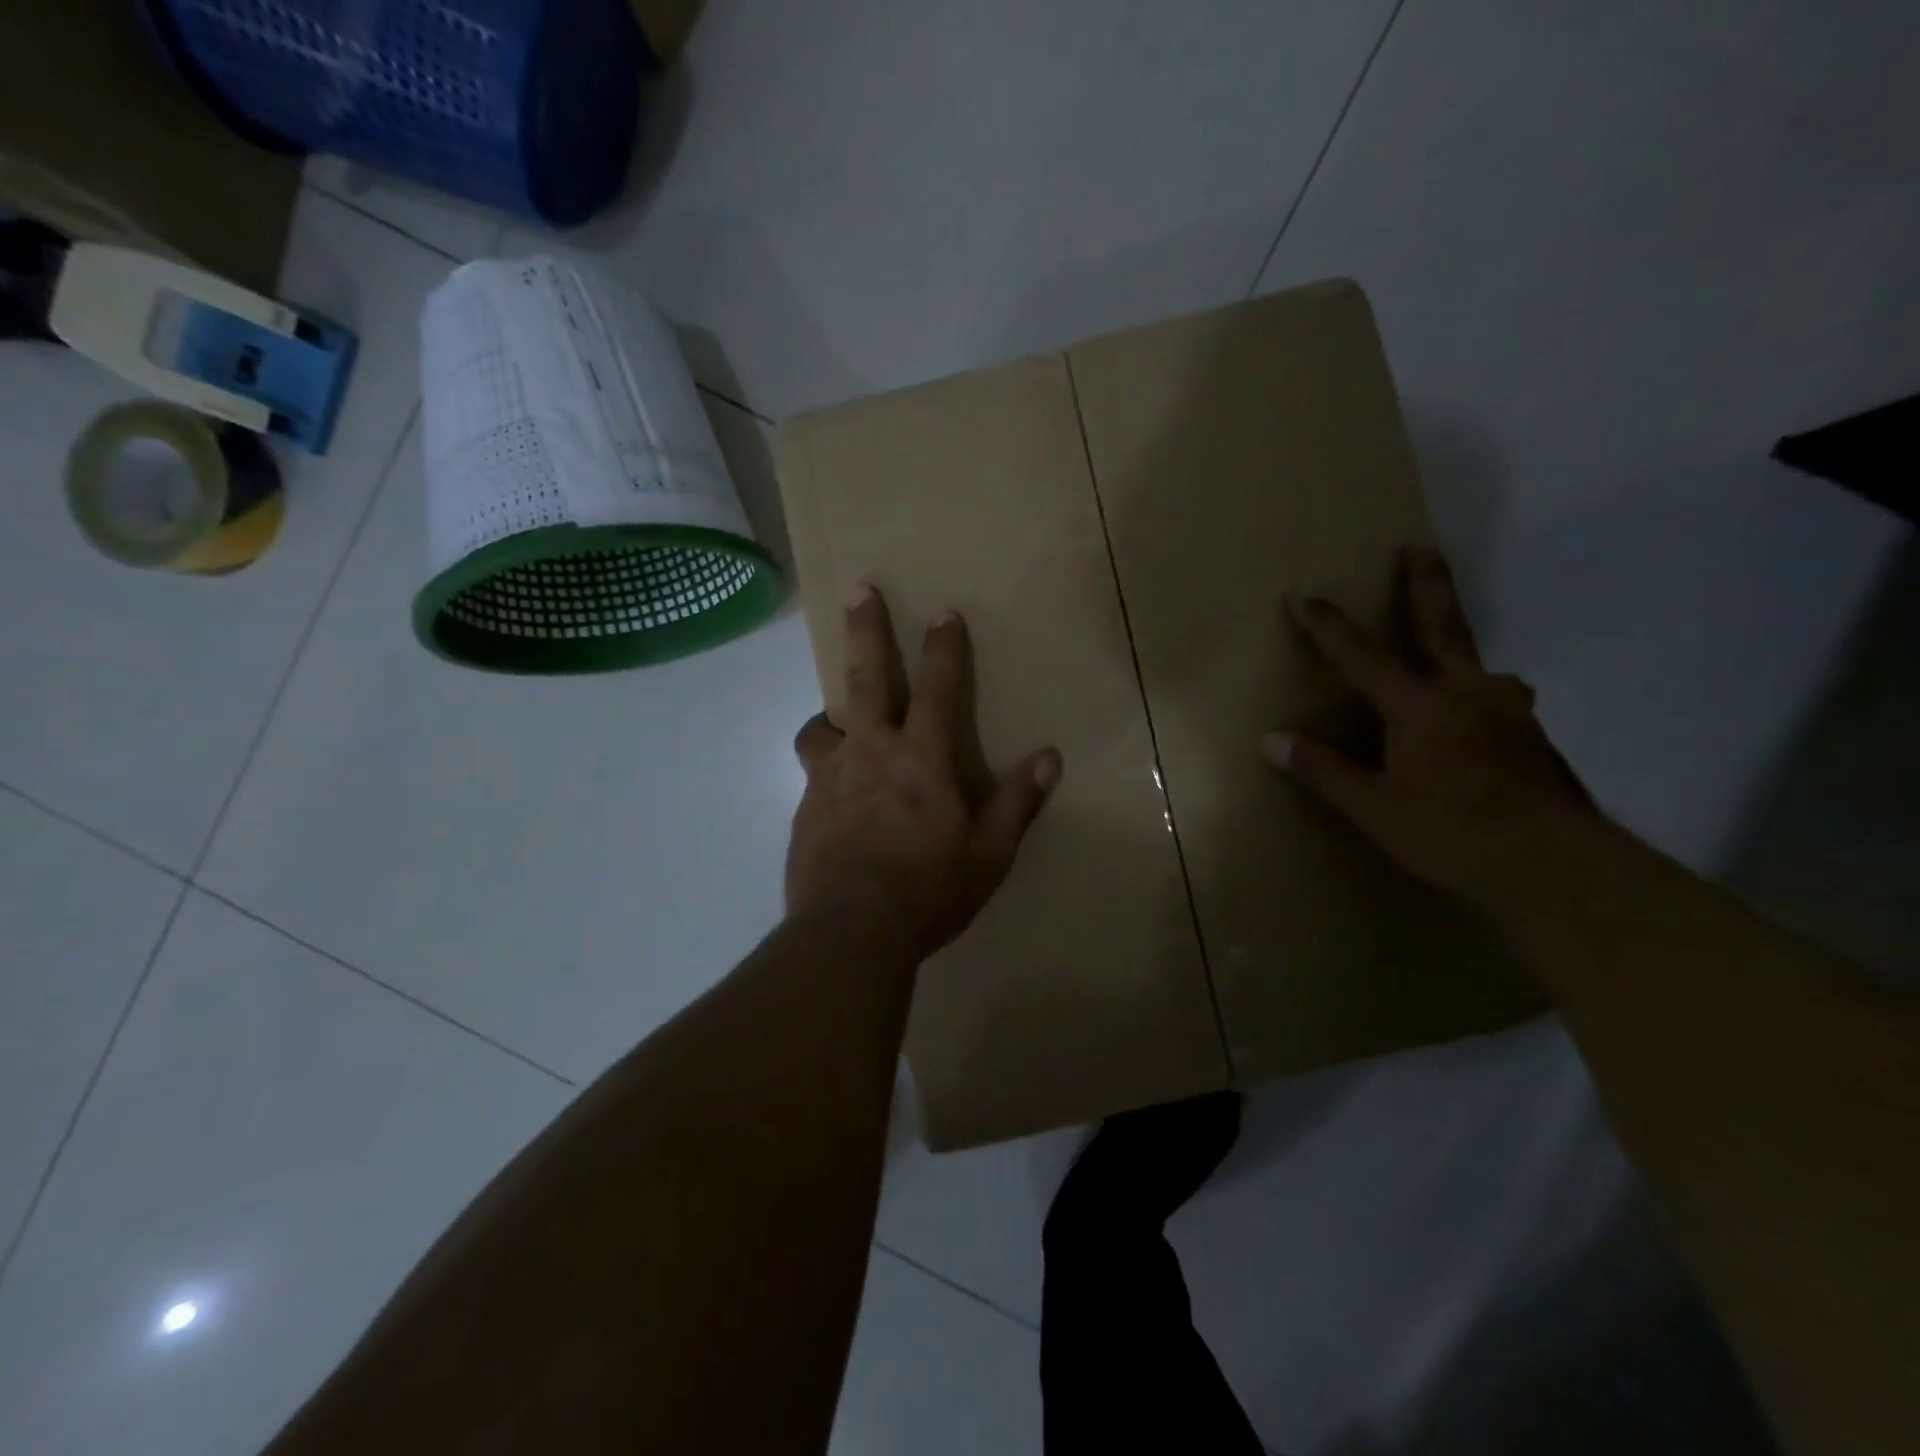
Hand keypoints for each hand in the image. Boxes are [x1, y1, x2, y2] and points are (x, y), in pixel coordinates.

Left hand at [787, 586, 1062, 960]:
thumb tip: (1049, 758)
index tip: (942, 612)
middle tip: (860, 591)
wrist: (851, 932)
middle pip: (864, 678)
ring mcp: (831, 777)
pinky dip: (826, 767)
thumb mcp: (989, 854)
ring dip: (830, 713)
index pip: (939, 688)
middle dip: (866, 631)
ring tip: (838, 721)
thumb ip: (1016, 802)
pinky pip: (813, 772)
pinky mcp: (806, 807)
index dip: (944, 648)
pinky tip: (835, 794)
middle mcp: (872, 753)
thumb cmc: (930, 892)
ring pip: (821, 724)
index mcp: (922, 759)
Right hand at [1264, 546, 1596, 908]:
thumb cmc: (1453, 833)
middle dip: (1427, 585)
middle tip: (1421, 547)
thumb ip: (1324, 770)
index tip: (1306, 595)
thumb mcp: (1375, 809)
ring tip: (1452, 657)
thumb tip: (1271, 740)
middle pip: (1443, 627)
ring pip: (1481, 667)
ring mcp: (1511, 713)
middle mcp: (1469, 694)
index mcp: (1421, 706)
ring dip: (1461, 651)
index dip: (1331, 626)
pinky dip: (1480, 696)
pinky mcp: (1535, 739)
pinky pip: (1498, 702)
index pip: (1363, 656)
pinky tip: (1478, 723)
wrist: (1559, 868)